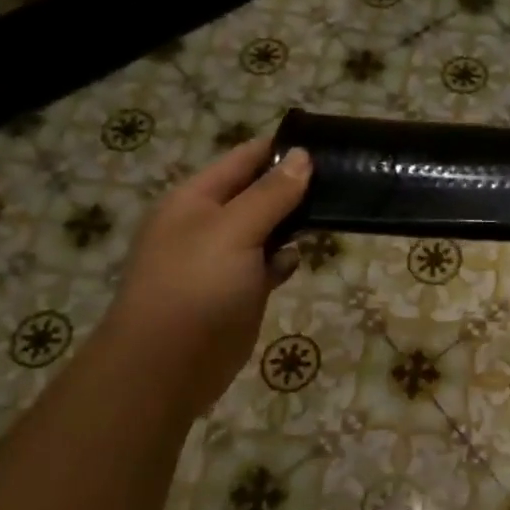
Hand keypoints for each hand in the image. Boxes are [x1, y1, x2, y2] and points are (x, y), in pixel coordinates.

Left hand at [101, 137, 311, 411]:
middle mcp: (208, 224)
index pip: (244, 159)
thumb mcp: (234, 230)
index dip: (281, 148)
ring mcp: (223, 259)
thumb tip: (303, 156)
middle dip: (294, 185)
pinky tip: (298, 260)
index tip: (327, 143)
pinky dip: (284, 260)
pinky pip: (268, 264)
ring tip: (335, 210)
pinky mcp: (238, 291)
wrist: (166, 367)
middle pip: (258, 193)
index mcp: (195, 200)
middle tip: (343, 177)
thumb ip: (271, 194)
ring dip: (295, 223)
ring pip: (267, 229)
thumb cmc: (196, 287)